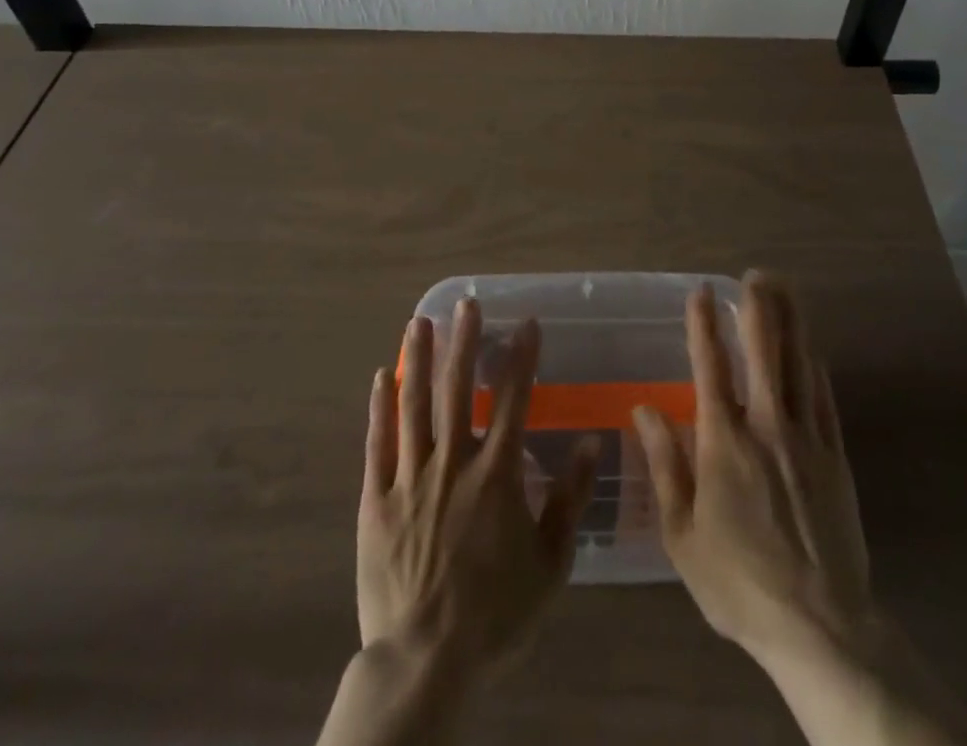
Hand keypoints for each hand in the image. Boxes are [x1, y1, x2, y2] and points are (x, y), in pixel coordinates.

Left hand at [357, 299, 599, 681]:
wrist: (425, 662)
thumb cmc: (496, 614)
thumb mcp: (550, 563)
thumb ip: (570, 499)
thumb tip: (590, 443)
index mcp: (496, 473)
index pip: (514, 400)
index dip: (522, 358)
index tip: (527, 323)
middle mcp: (453, 462)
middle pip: (457, 389)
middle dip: (464, 342)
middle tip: (466, 304)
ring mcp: (410, 478)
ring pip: (413, 406)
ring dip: (418, 360)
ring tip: (419, 321)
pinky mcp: (375, 501)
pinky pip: (377, 444)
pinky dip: (379, 408)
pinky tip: (381, 378)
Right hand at [631, 272, 870, 664]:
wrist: (820, 626)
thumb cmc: (738, 583)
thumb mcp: (682, 534)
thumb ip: (665, 464)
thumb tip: (645, 407)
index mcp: (725, 442)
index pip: (711, 366)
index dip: (704, 325)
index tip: (702, 291)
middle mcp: (767, 427)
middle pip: (764, 351)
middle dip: (757, 307)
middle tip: (754, 273)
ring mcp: (807, 439)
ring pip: (798, 365)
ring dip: (790, 322)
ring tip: (785, 288)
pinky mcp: (836, 458)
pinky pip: (825, 398)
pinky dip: (816, 367)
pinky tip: (812, 348)